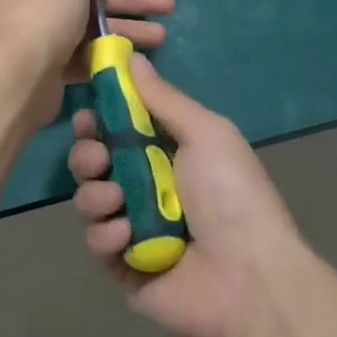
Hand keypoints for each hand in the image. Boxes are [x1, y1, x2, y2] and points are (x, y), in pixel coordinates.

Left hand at [0, 0, 174, 122]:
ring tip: (161, 36)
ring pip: (88, 24)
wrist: (17, 78)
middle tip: (167, 4)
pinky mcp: (47, 64)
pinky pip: (82, 52)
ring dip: (124, 28)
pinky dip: (108, 52)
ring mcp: (35, 32)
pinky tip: (138, 56)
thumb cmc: (42, 12)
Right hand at [69, 55, 307, 336]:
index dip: (99, 120)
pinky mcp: (123, 267)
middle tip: (98, 158)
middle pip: (95, 162)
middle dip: (87, 155)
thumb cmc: (231, 195)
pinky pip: (96, 241)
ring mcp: (134, 228)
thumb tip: (132, 58)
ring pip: (89, 199)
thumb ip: (163, 98)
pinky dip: (107, 233)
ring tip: (117, 199)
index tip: (87, 115)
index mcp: (168, 154)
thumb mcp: (205, 133)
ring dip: (95, 194)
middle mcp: (147, 188)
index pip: (120, 129)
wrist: (250, 279)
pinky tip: (129, 236)